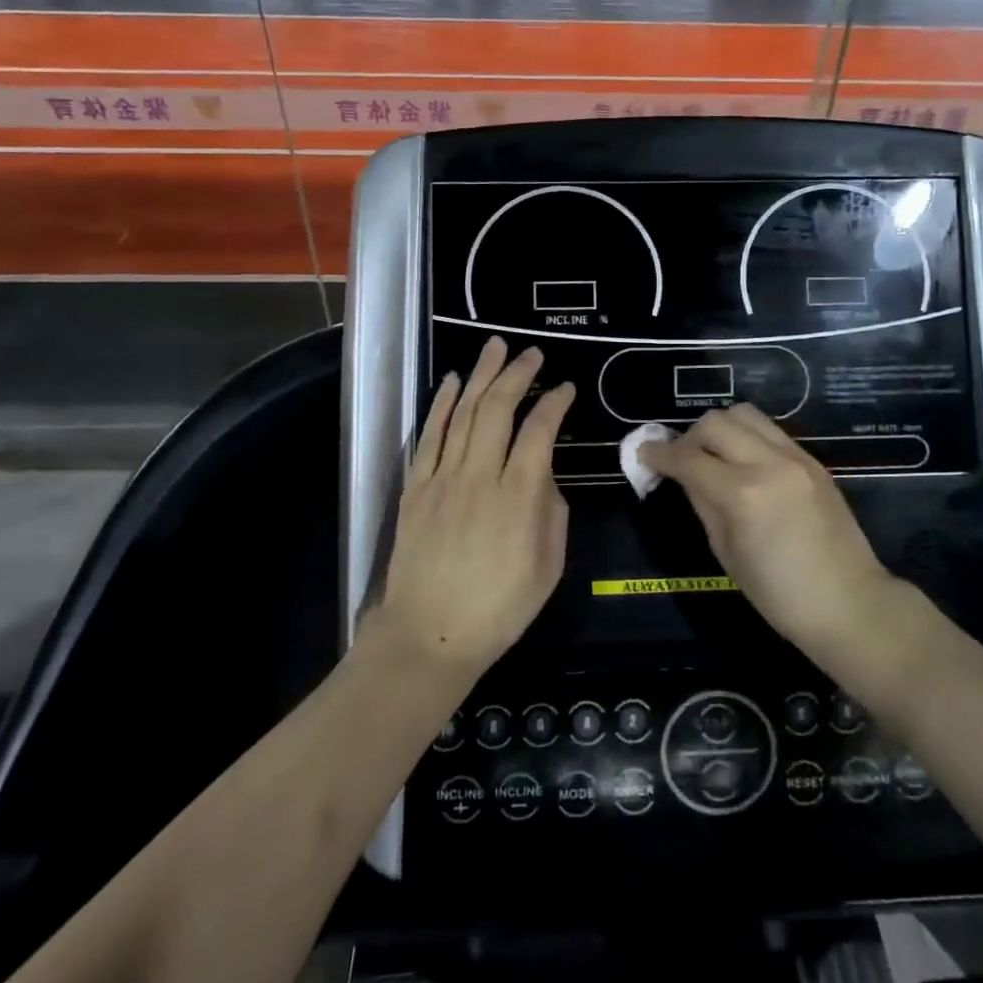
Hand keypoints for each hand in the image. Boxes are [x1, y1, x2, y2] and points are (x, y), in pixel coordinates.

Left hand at [370, 336, 574, 682]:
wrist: (429, 634)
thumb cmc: (499, 607)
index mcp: (519, 495)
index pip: (540, 430)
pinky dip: (443, 404)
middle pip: (499, 409)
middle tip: (531, 353)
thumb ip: (552, 512)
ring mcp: (443, 478)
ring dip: (482, 375)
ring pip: (464, 412)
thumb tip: (543, 477)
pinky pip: (431, 435)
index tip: (566, 388)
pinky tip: (454, 382)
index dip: (555, 403)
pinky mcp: (416, 487)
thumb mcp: (549, 566)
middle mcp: (480, 475)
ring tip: (495, 348)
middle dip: (517, 374)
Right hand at [639, 404, 890, 655]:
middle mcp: (768, 463)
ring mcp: (795, 457)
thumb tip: (683, 475)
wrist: (849, 603)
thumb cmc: (779, 594)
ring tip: (714, 455)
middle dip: (689, 437)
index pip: (688, 457)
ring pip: (744, 414)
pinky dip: (746, 437)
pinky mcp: (812, 460)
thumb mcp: (726, 552)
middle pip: (714, 422)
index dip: (659, 454)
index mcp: (742, 494)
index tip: (644, 455)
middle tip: (681, 460)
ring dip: (720, 429)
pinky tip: (743, 463)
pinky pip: (769, 431)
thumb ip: (702, 503)